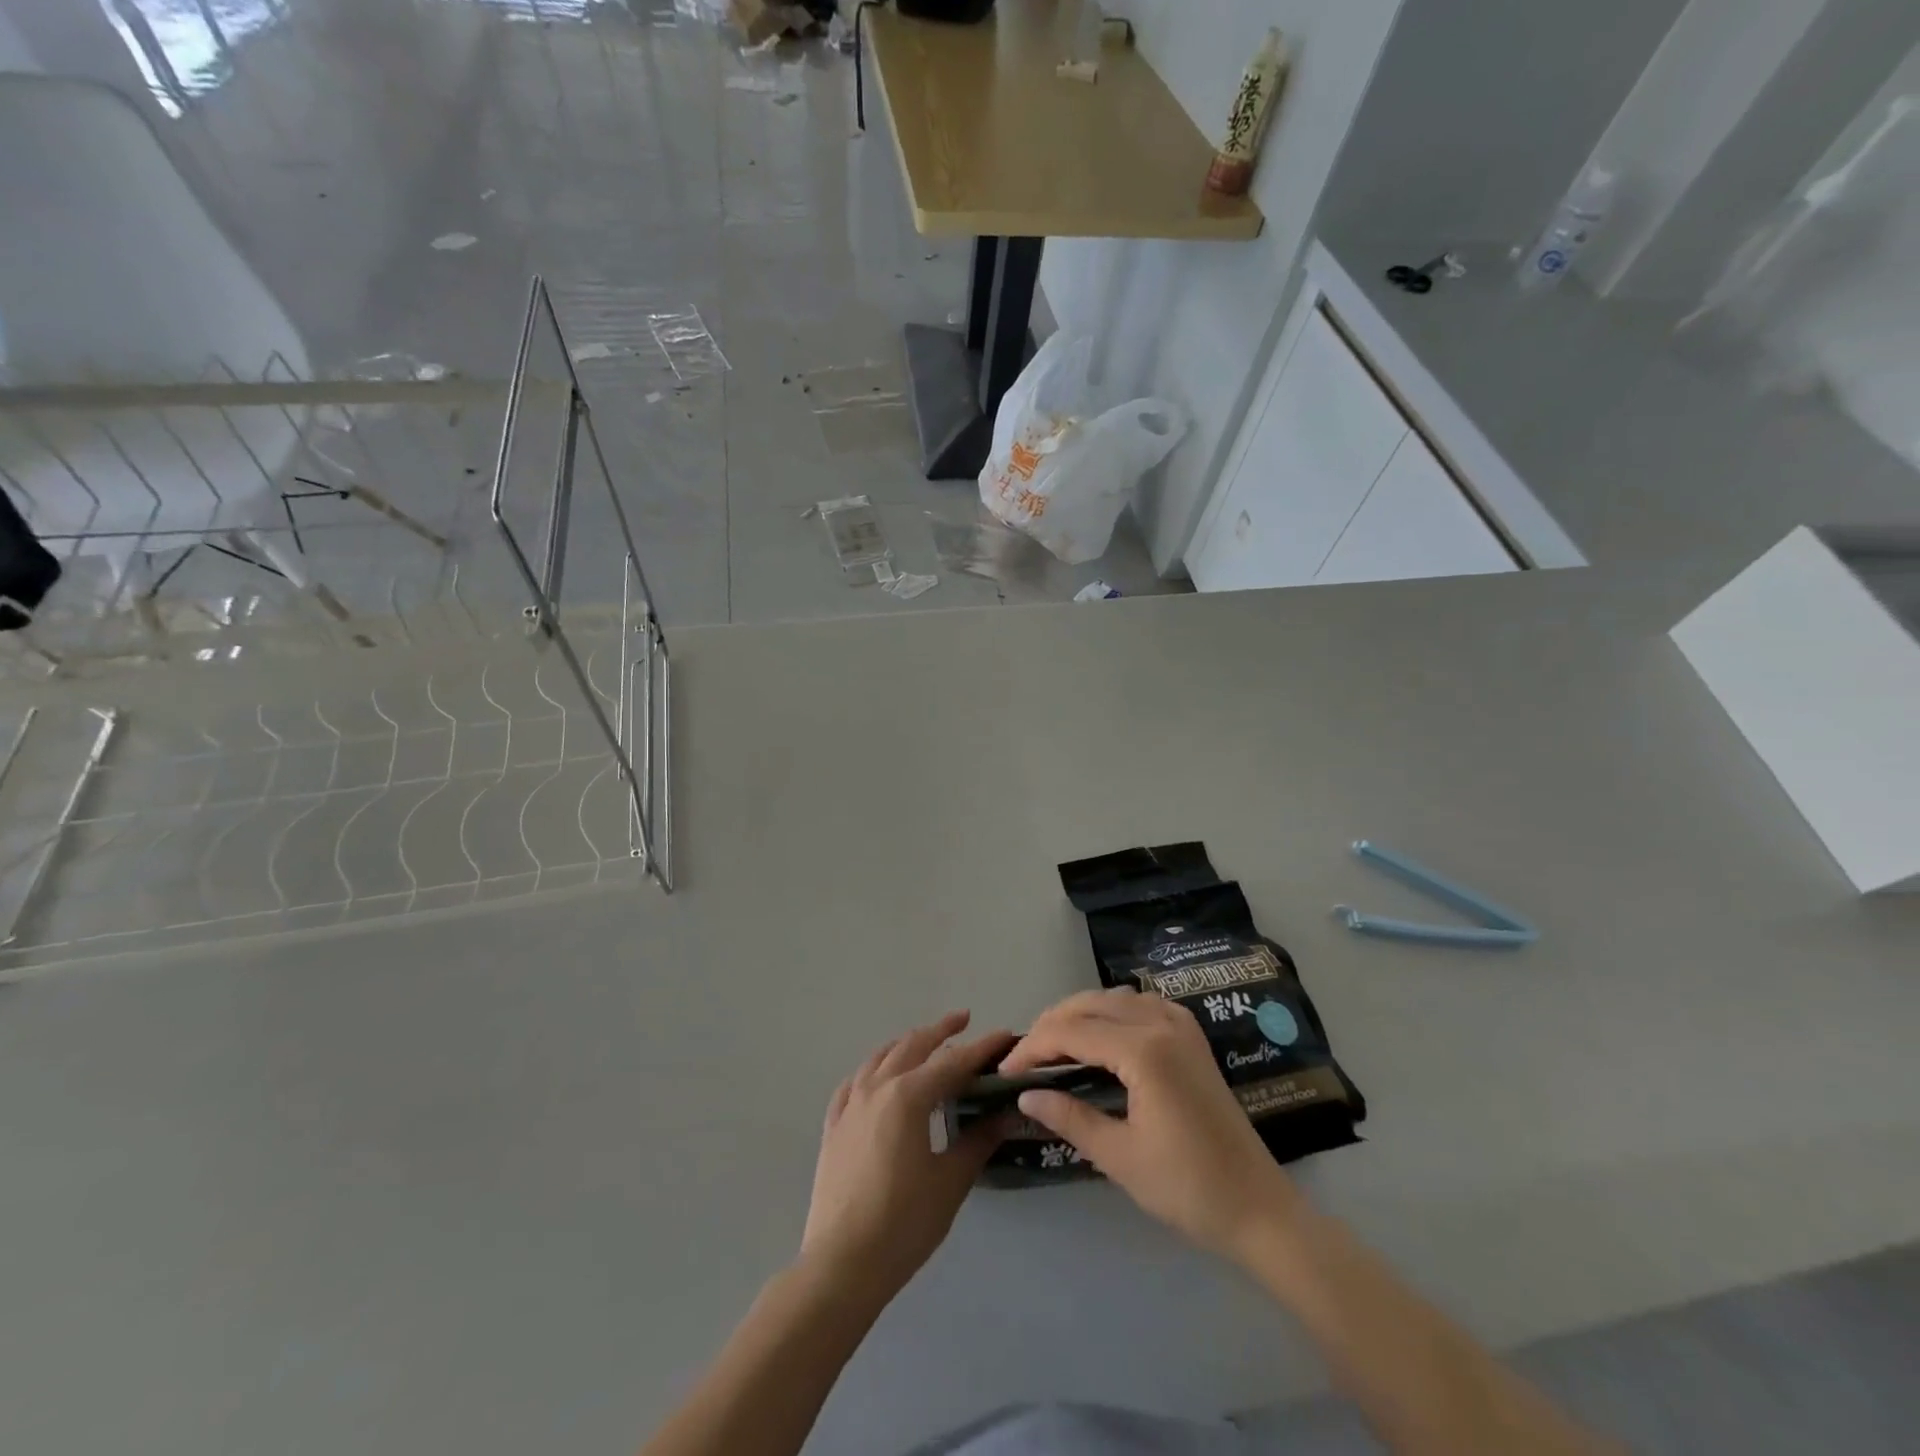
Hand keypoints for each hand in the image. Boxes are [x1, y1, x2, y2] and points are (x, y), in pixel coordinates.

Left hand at [800, 1011, 1013, 1303]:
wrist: (841, 1264)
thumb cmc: (903, 1223)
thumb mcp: (950, 1181)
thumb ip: (977, 1142)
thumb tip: (1005, 1115)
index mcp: (908, 1096)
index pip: (953, 1063)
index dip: (982, 1048)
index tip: (1005, 1035)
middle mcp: (877, 1088)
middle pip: (913, 1046)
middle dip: (941, 1031)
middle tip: (964, 1022)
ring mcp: (850, 1104)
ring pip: (880, 1058)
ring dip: (906, 1044)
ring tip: (925, 1042)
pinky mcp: (833, 1125)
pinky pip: (854, 1082)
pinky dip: (873, 1070)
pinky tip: (878, 1077)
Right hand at [1000, 989, 1302, 1260]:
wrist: (1258, 1208)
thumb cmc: (1188, 1188)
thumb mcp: (1120, 1157)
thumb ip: (1070, 1117)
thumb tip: (1026, 1096)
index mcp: (1144, 1050)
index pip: (1072, 1032)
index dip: (1033, 1047)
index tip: (1005, 1071)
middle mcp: (1161, 1023)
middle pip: (1090, 1004)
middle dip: (1051, 1025)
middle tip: (1024, 1059)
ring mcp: (1180, 1025)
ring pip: (1114, 997)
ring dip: (1079, 1013)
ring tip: (1053, 1045)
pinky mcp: (1191, 1035)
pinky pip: (1140, 1004)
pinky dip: (1110, 1011)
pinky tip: (1100, 1036)